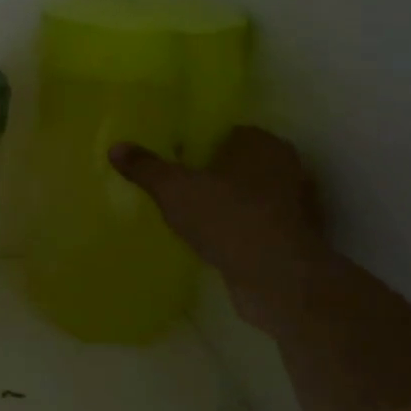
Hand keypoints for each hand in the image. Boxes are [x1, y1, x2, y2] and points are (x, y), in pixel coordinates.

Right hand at [109, 126, 323, 331]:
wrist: (276, 277)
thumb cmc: (226, 217)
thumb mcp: (173, 189)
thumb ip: (145, 167)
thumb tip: (116, 147)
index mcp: (260, 143)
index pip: (223, 132)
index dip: (195, 144)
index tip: (170, 159)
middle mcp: (285, 166)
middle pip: (237, 163)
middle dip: (210, 173)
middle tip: (174, 186)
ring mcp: (295, 203)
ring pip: (249, 195)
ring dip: (225, 203)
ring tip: (189, 215)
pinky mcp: (295, 237)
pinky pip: (257, 223)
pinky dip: (238, 228)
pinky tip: (213, 240)